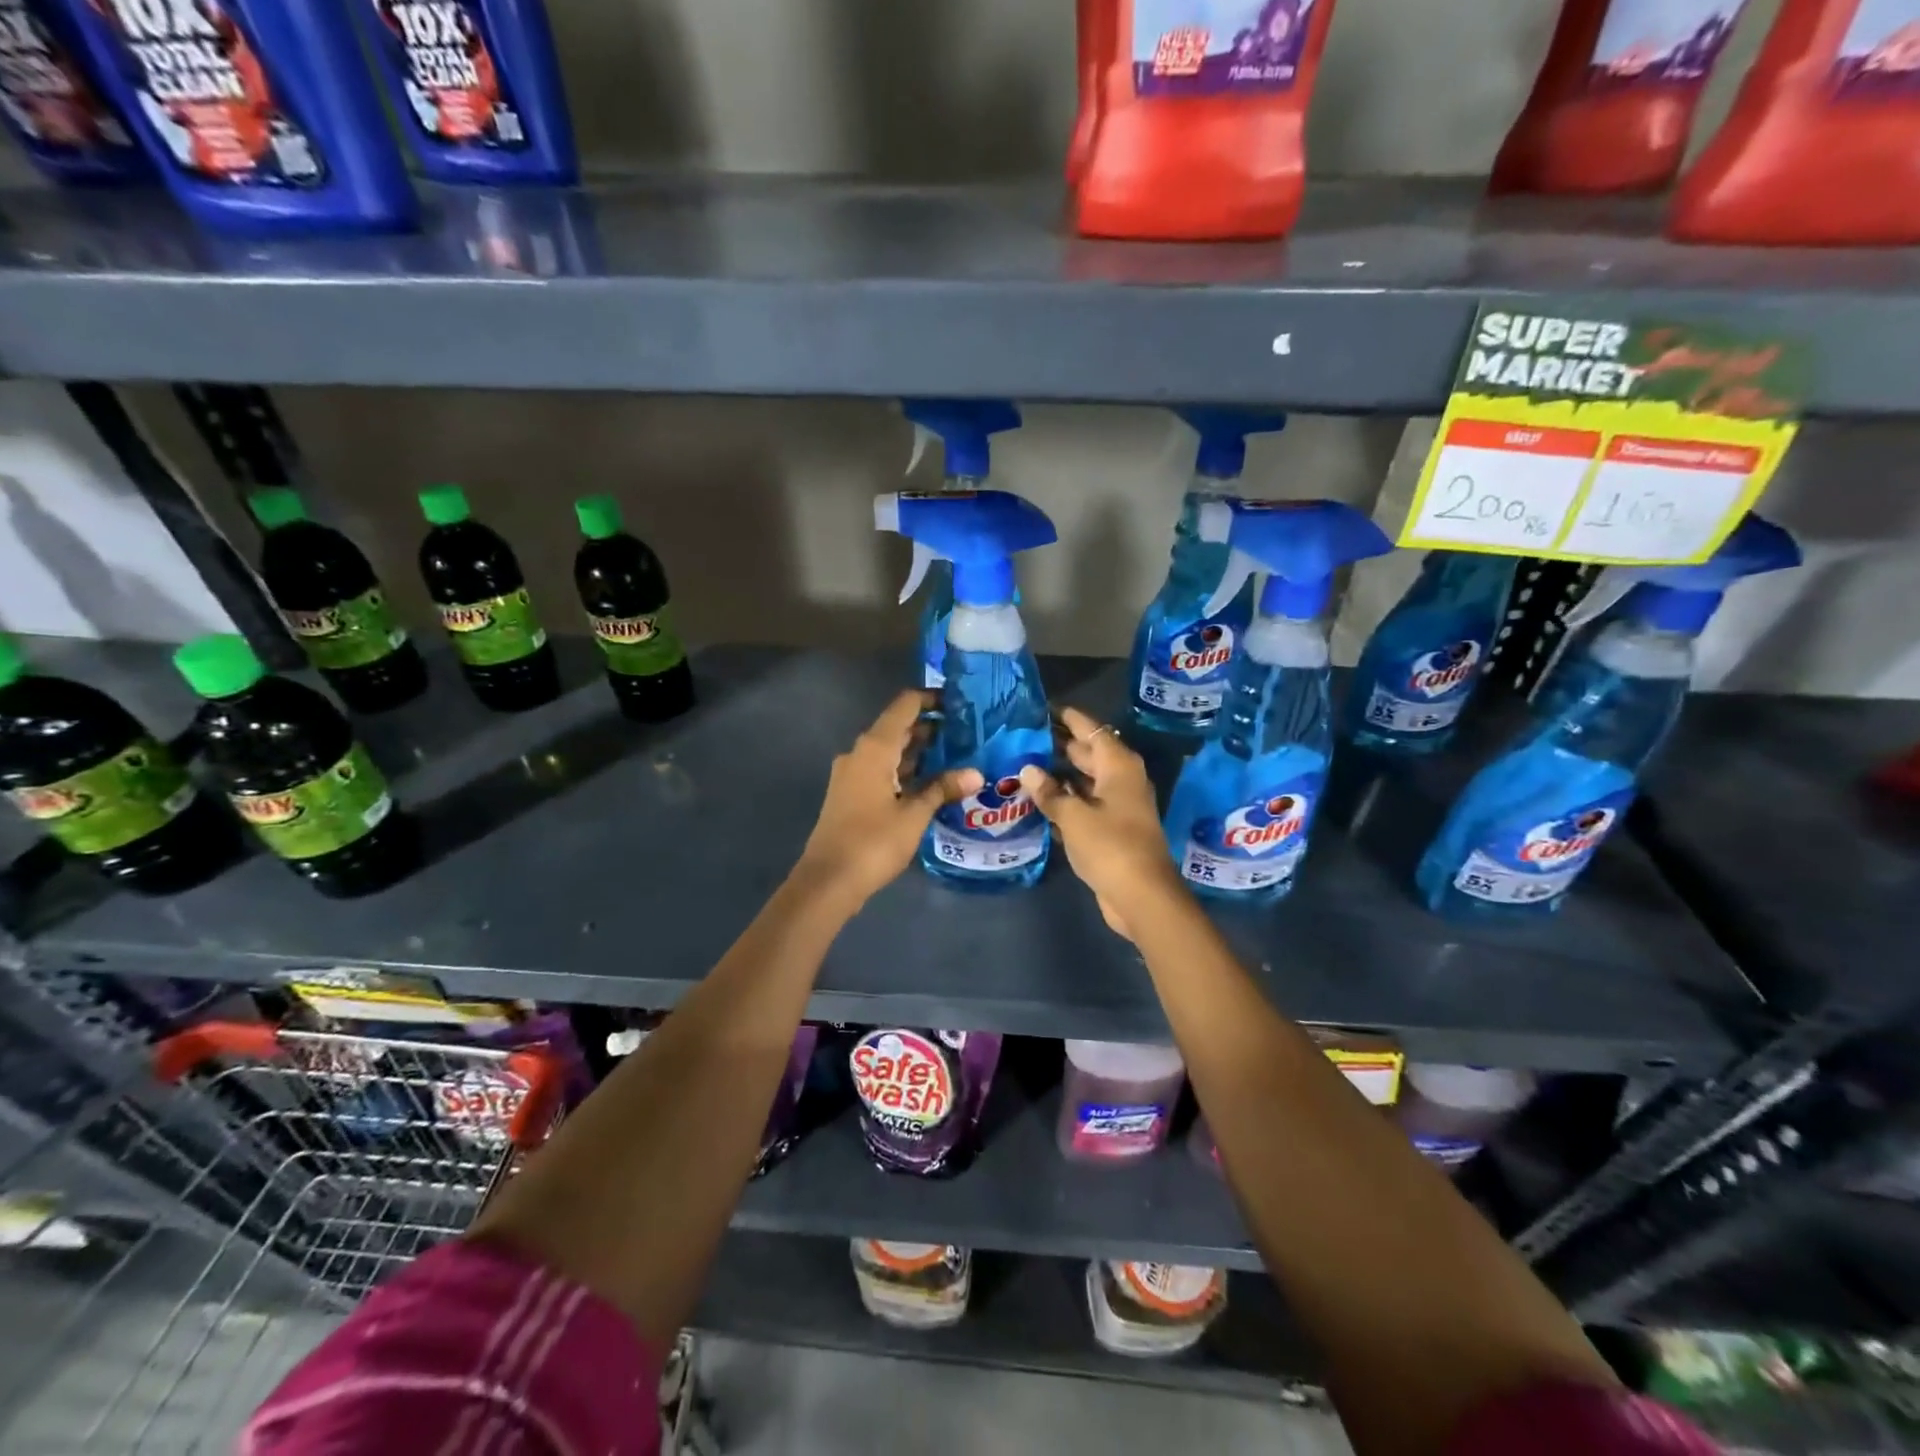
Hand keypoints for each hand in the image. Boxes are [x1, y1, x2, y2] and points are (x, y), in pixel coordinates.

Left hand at [797, 690, 981, 908]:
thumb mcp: (914, 815)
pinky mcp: (850, 794)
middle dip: (930, 729)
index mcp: (874, 748)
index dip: (931, 700)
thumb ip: (943, 789)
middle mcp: (860, 753)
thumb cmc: (873, 842)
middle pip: (897, 728)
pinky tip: (930, 784)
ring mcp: (851, 774)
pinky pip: (881, 771)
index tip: (959, 704)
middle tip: (966, 734)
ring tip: (955, 757)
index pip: (904, 706)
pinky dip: (904, 771)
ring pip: (889, 752)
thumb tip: (976, 774)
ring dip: (918, 752)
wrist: (828, 880)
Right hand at [1019, 707, 1181, 939]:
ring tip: (1024, 765)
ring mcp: (1118, 806)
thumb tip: (1028, 770)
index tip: (1043, 709)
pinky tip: (1039, 800)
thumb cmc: (1110, 846)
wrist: (1141, 896)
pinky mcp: (1112, 829)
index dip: (1069, 718)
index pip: (1091, 730)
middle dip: (1060, 745)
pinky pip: (1085, 804)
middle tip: (1025, 737)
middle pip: (1089, 753)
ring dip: (1060, 775)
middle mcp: (1121, 780)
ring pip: (1085, 781)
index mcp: (1118, 766)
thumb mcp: (1073, 816)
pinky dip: (1066, 800)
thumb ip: (1049, 792)